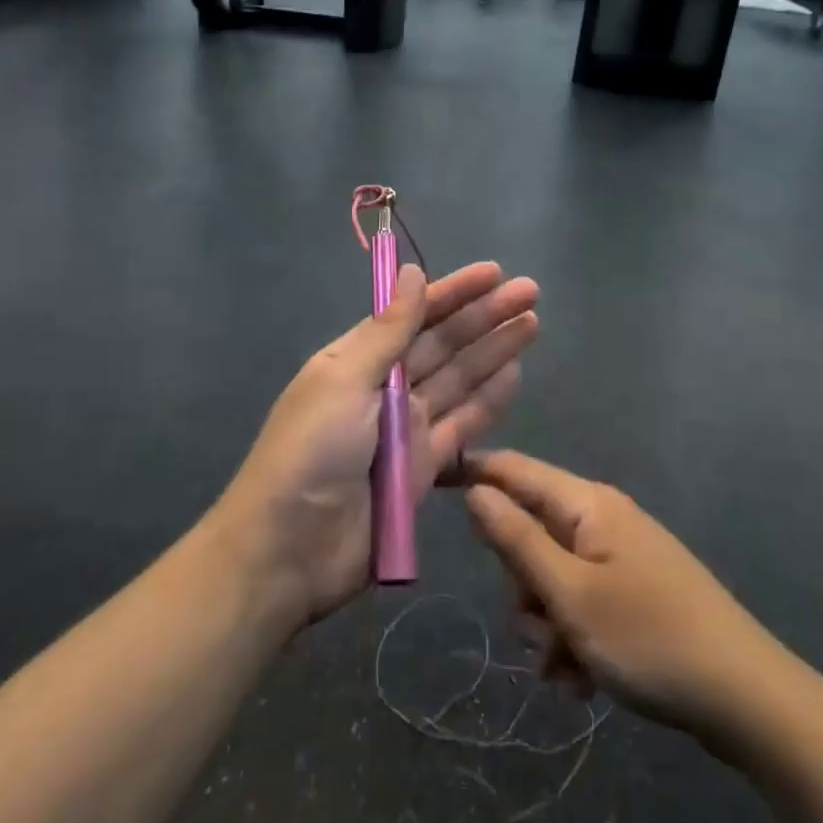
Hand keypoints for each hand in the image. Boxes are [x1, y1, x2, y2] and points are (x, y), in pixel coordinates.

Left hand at [219, 262, 539, 626]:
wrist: (290, 549)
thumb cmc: (310, 451)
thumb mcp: (344, 381)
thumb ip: (387, 331)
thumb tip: (411, 272)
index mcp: (357, 359)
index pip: (413, 314)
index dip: (454, 292)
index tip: (494, 272)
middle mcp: (384, 387)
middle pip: (443, 344)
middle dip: (485, 316)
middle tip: (530, 291)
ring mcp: (406, 429)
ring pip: (460, 379)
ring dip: (494, 350)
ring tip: (532, 323)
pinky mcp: (424, 468)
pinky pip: (463, 425)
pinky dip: (488, 400)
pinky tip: (514, 374)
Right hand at [464, 450, 771, 741]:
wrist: (748, 699)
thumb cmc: (649, 637)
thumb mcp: (570, 594)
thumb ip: (516, 539)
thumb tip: (475, 491)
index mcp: (587, 505)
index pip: (514, 469)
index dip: (471, 471)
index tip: (428, 480)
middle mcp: (602, 520)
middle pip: (530, 534)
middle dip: (521, 586)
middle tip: (537, 629)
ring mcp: (620, 556)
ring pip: (552, 576)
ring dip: (546, 623)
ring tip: (567, 669)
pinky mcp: (634, 592)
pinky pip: (581, 602)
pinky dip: (572, 637)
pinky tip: (583, 680)